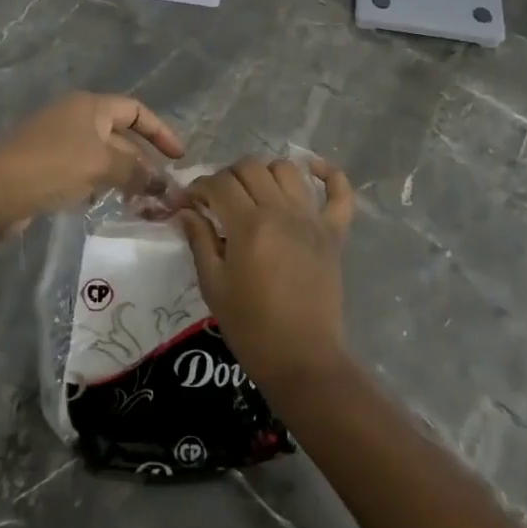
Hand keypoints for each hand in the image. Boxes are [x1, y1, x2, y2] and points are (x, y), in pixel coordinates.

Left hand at [0, 92, 184, 238]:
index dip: (161, 131)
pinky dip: (99, 184)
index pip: (136, 110)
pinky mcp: (45, 165)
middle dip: (143, 160)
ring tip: (141, 201)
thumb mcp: (102, 165)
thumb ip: (137, 171)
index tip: (180, 157)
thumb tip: (162, 183)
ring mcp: (57, 141)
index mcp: (89, 105)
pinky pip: (83, 170)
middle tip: (163, 189)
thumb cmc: (52, 166)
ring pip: (102, 155)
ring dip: (123, 175)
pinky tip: (103, 203)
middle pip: (120, 134)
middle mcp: (74, 117)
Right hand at [178, 156, 354, 391]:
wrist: (302, 359)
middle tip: (218, 200)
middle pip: (250, 168)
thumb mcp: (213, 285)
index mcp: (248, 225)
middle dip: (226, 177)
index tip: (188, 202)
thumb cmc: (250, 326)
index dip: (197, 188)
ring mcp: (311, 220)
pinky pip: (340, 193)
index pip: (218, 183)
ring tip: (255, 192)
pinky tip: (314, 169)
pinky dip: (330, 175)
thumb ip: (199, 240)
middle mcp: (281, 211)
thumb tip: (186, 210)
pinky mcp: (334, 233)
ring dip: (265, 172)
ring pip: (287, 170)